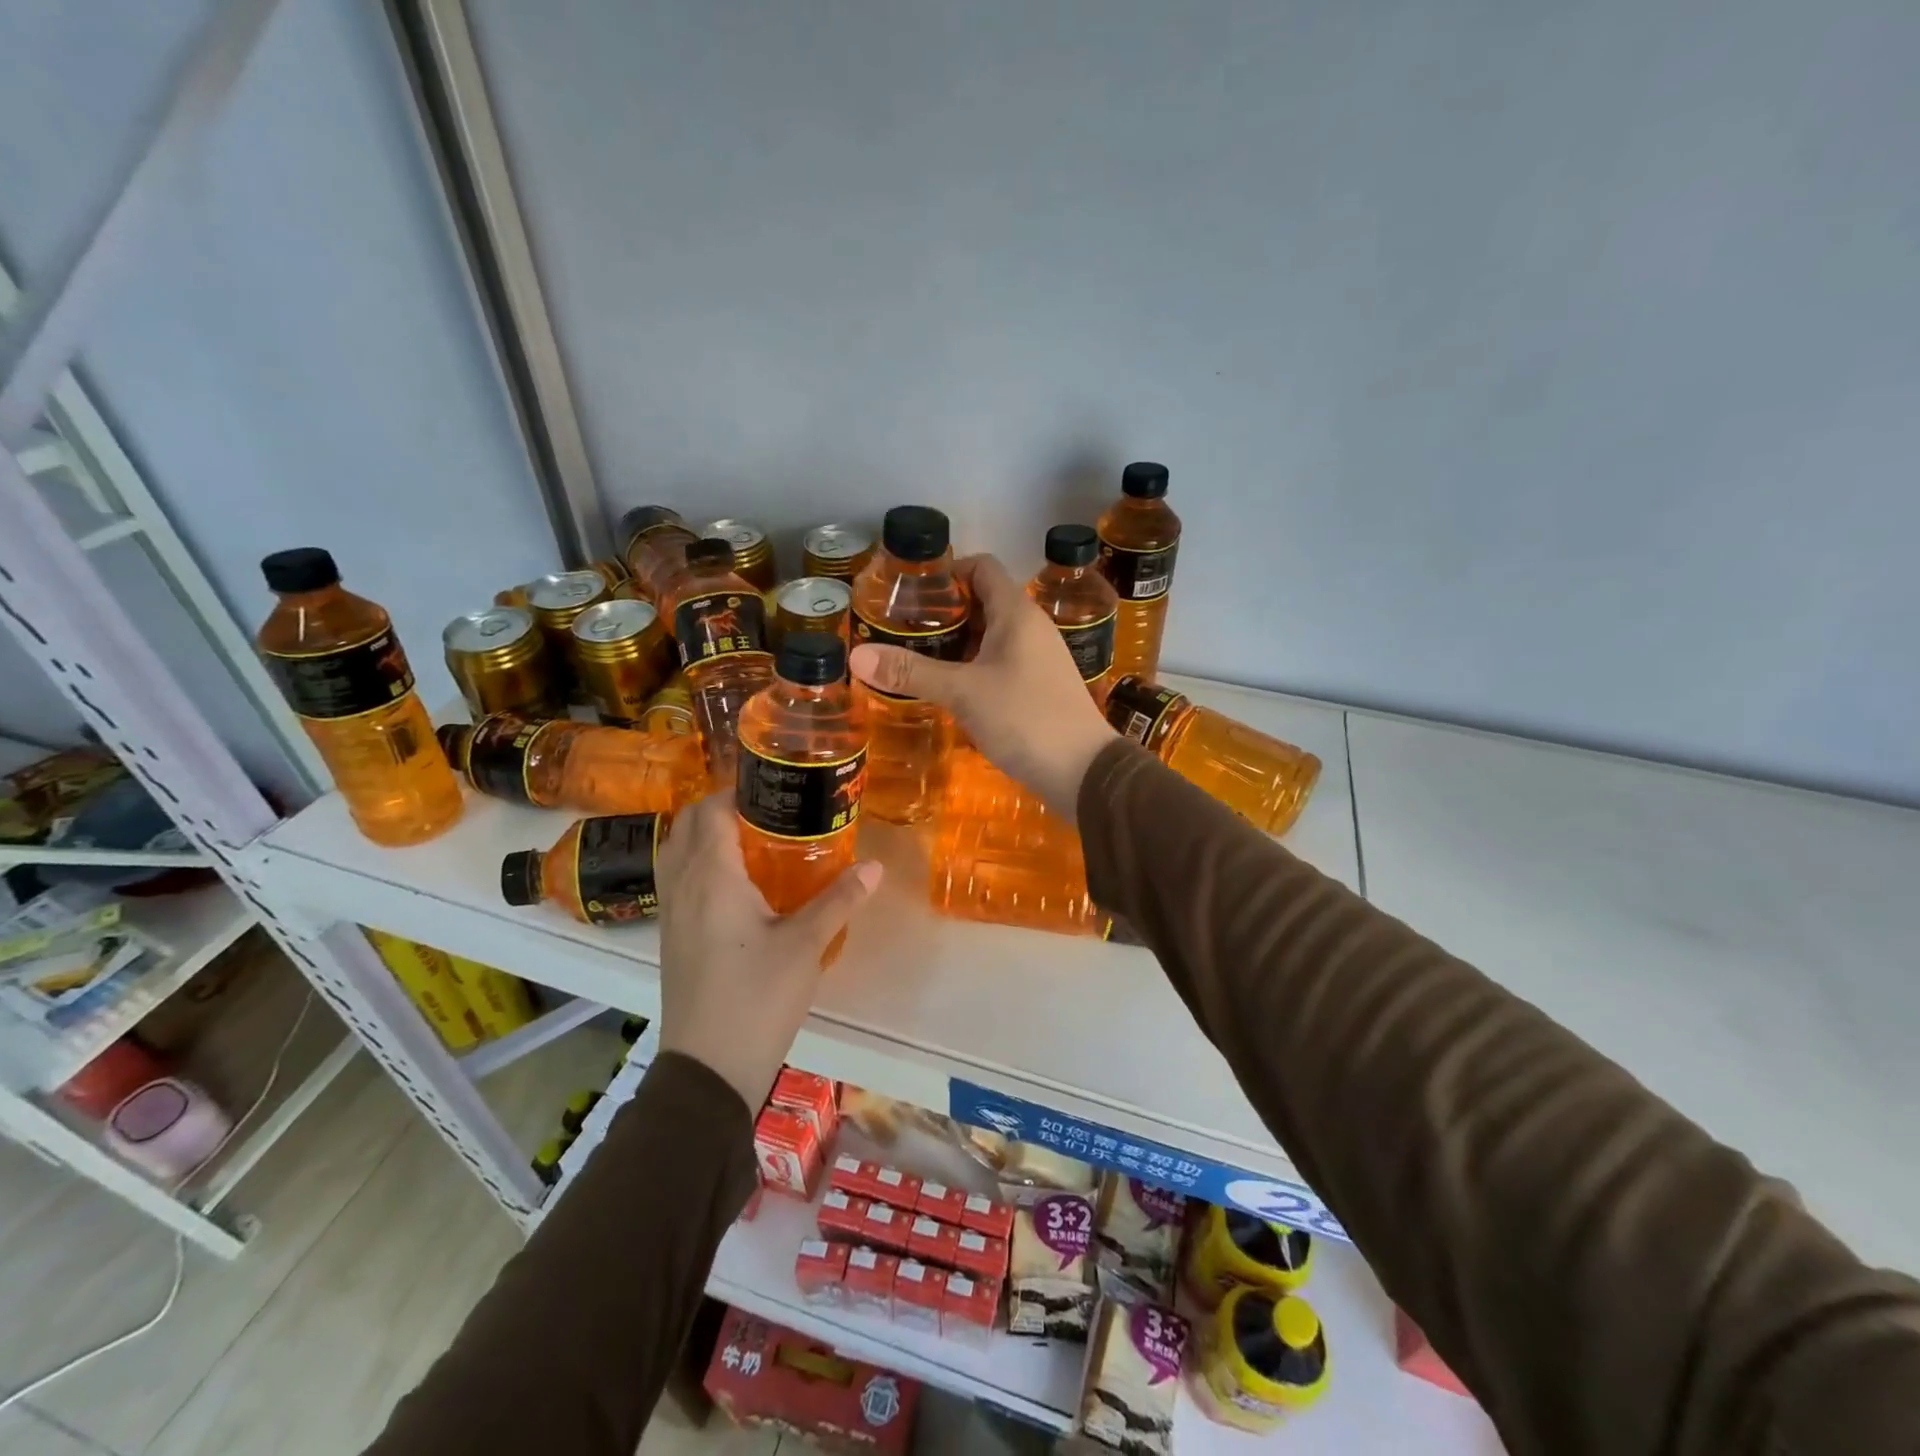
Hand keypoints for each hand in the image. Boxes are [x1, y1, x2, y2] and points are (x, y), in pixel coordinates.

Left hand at [653, 793, 882, 1110]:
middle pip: (686, 826)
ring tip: (752, 842)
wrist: (709, 1068)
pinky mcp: (672, 938)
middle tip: (767, 812)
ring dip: (705, 837)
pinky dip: (699, 865)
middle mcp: (683, 886)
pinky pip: (678, 882)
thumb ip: (839, 900)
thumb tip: (875, 867)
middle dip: (720, 809)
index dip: (736, 790)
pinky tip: (737, 887)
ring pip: (677, 854)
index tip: (773, 786)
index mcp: (712, 877)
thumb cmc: (758, 997)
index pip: (710, 811)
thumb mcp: (806, 945)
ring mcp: (671, 914)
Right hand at [848, 554, 1114, 820]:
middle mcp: (1032, 627)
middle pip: (984, 601)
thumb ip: (911, 672)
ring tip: (917, 659)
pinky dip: (973, 667)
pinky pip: (1001, 663)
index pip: (982, 568)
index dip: (947, 572)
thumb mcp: (962, 693)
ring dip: (957, 643)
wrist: (1083, 771)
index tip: (911, 592)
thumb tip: (856, 656)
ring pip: (992, 636)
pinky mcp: (1040, 686)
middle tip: (903, 629)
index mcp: (1017, 613)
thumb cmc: (1025, 719)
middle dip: (944, 613)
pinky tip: (950, 689)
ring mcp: (1039, 658)